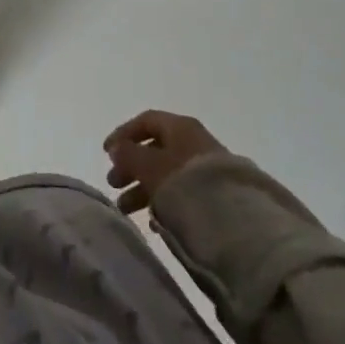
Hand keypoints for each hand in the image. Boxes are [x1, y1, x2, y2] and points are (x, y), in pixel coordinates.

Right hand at [102, 110, 226, 214]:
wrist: (238, 221)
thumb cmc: (187, 184)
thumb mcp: (151, 166)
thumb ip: (130, 155)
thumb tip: (117, 148)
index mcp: (180, 127)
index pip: (146, 121)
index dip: (123, 134)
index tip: (106, 153)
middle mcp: (195, 143)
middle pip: (155, 149)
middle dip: (131, 167)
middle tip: (113, 184)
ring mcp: (208, 170)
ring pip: (167, 174)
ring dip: (143, 189)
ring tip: (126, 209)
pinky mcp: (218, 196)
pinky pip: (182, 194)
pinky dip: (164, 203)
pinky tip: (153, 222)